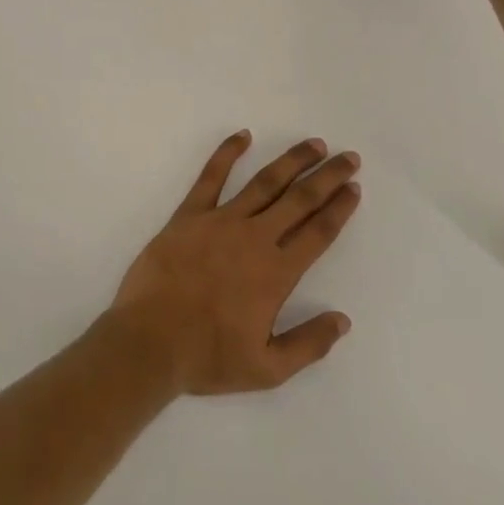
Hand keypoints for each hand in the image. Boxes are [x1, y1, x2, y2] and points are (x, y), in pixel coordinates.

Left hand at [109, 133, 360, 394]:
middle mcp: (254, 238)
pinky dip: (227, 153)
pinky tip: (243, 136)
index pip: (318, 233)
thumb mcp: (267, 369)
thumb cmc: (208, 357)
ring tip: (313, 145)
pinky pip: (211, 176)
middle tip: (349, 158)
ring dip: (292, 160)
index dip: (339, 209)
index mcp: (276, 273)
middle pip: (300, 199)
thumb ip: (308, 343)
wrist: (149, 341)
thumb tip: (342, 319)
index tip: (354, 188)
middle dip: (327, 176)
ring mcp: (220, 221)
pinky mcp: (189, 214)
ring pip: (264, 182)